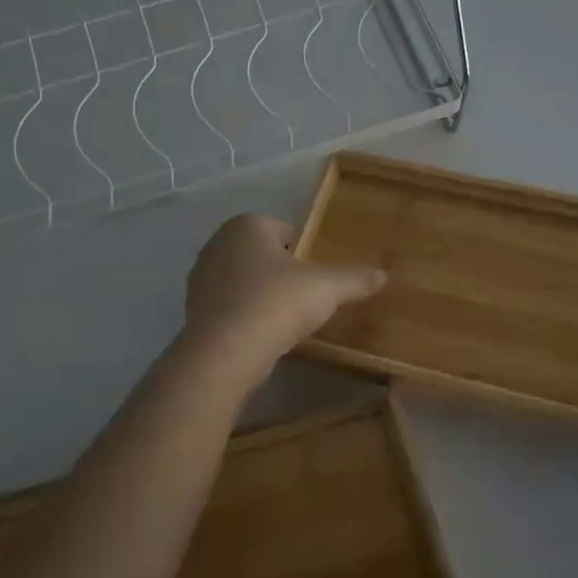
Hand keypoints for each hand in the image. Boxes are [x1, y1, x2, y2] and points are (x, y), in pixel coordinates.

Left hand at [183, 214, 386, 373]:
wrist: (226, 352)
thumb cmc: (277, 303)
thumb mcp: (326, 287)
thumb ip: (355, 278)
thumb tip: (384, 275)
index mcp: (246, 225)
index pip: (282, 229)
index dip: (303, 250)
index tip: (316, 275)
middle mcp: (217, 244)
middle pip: (261, 253)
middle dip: (280, 271)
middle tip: (304, 296)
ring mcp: (200, 278)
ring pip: (242, 279)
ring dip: (261, 294)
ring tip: (284, 319)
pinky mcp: (193, 310)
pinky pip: (228, 305)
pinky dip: (244, 315)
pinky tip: (261, 335)